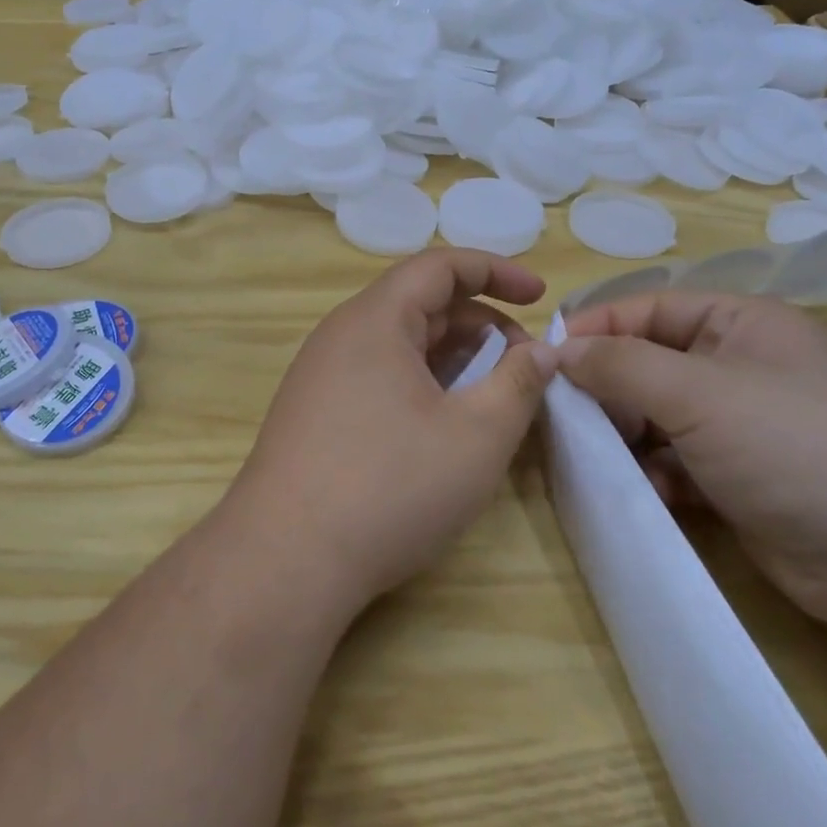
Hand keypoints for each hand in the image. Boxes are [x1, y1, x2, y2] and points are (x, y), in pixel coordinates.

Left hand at [227, 250, 560, 615]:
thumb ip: (519, 383)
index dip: (495, 272)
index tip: (540, 297)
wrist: (285, 559)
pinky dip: (420, 385)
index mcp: (375, 320)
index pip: (439, 267)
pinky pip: (377, 377)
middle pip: (419, 305)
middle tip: (525, 366)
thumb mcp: (477, 435)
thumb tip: (541, 352)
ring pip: (399, 346)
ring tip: (492, 397)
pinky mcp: (313, 414)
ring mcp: (320, 376)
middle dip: (481, 325)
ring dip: (452, 359)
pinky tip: (442, 426)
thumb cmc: (390, 486)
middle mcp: (340, 336)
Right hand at [561, 292, 826, 635]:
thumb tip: (557, 351)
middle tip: (562, 413)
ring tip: (593, 455)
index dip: (597, 328)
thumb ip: (620, 364)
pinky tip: (640, 490)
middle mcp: (737, 366)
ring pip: (654, 415)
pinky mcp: (736, 478)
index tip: (544, 358)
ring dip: (623, 434)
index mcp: (740, 323)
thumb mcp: (698, 392)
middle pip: (647, 362)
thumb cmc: (793, 445)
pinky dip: (650, 472)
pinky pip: (672, 461)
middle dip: (605, 387)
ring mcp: (738, 425)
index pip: (648, 308)